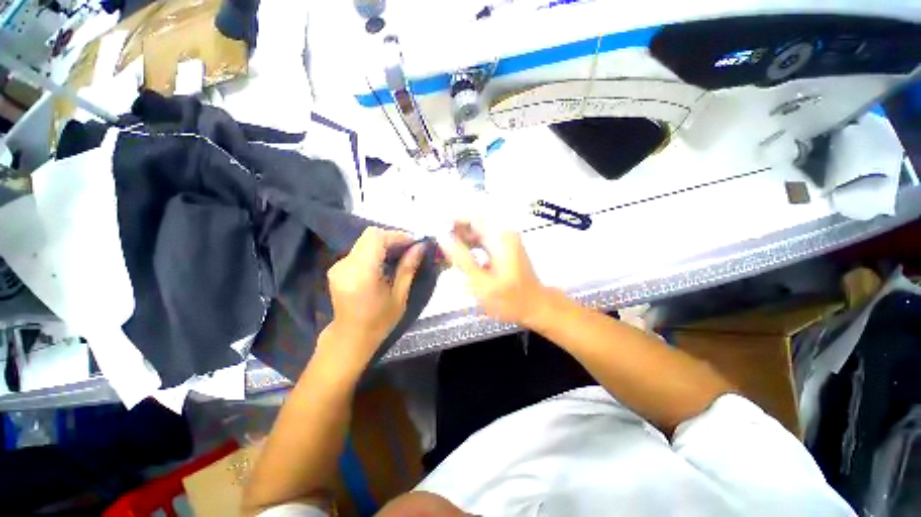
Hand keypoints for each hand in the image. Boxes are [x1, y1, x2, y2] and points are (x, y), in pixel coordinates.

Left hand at [323, 227, 423, 368]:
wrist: (351, 337)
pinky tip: (386, 261)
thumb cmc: (379, 321)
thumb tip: (420, 246)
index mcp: (361, 273)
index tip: (414, 242)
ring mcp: (338, 265)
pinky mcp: (338, 267)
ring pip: (365, 241)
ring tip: (401, 254)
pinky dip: (375, 250)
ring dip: (385, 243)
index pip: (376, 238)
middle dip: (392, 238)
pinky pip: (360, 250)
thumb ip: (408, 268)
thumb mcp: (399, 296)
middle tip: (410, 248)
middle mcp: (346, 265)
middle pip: (369, 236)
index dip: (396, 235)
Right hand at [440, 220, 549, 325]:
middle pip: (475, 226)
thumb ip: (461, 259)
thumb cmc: (510, 299)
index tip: (435, 229)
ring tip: (447, 253)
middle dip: (456, 233)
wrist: (535, 307)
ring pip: (479, 234)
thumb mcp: (481, 283)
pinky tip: (463, 259)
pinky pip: (485, 242)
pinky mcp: (506, 249)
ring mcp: (507, 242)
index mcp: (500, 238)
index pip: (472, 219)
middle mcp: (505, 235)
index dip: (452, 221)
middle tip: (439, 246)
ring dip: (463, 241)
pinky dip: (472, 248)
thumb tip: (443, 238)